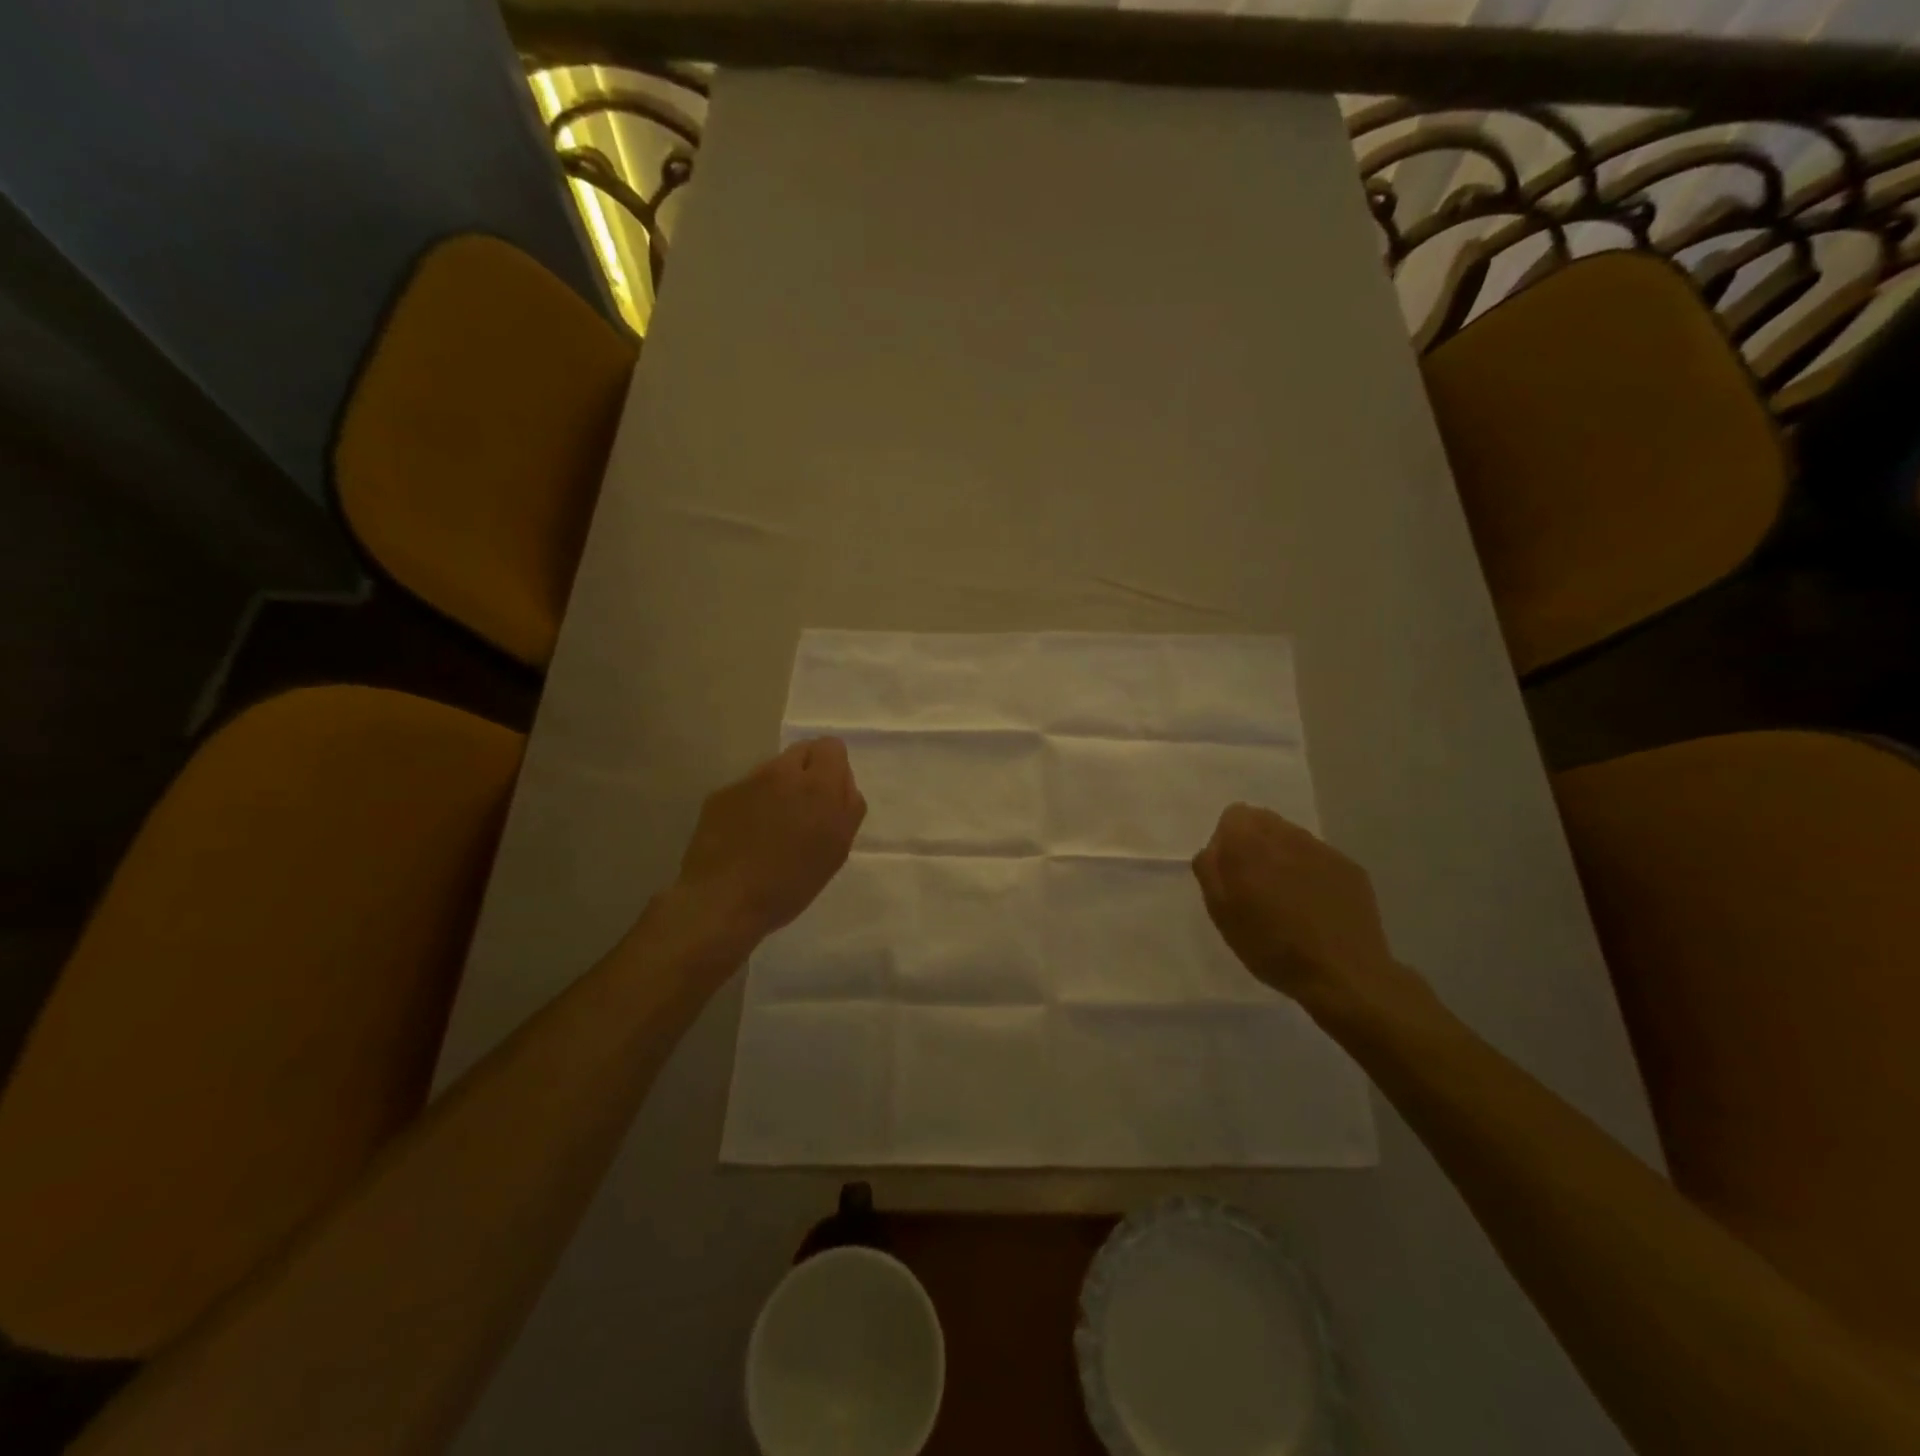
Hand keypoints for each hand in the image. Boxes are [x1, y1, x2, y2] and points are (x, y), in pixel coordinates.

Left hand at [677, 738, 866, 942]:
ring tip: (773, 827)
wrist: (722, 901)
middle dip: (808, 771)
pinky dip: (752, 803)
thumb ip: (847, 807)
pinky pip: (747, 788)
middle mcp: (782, 773)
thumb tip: (842, 783)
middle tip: (805, 809)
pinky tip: (746, 835)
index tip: (830, 797)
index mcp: (817, 786)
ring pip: (773, 769)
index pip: (832, 746)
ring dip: (779, 787)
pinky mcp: (720, 795)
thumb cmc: (789, 883)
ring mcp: (747, 782)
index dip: (834, 768)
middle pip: (802, 751)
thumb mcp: (836, 850)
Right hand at [1192, 803, 1407, 1017]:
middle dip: (1254, 845)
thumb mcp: (1221, 913)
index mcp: (1250, 843)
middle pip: (1264, 821)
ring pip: (1292, 838)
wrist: (1342, 974)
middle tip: (1255, 886)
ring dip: (1283, 857)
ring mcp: (1323, 850)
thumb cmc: (1271, 946)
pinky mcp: (1350, 867)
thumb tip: (1213, 849)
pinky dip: (1311, 873)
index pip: (1233, 815)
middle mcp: (1288, 835)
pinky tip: (1315, 907)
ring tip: (1286, 898)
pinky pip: (1319, 858)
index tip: (1230, 874)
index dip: (1227, 841)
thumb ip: (1210, 871)